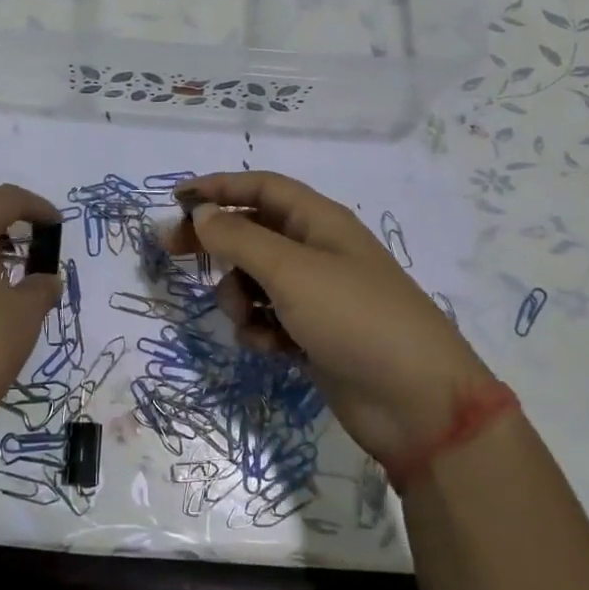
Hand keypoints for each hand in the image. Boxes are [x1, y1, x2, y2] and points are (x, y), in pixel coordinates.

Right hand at [170, 171, 498, 467]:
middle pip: (252, 233)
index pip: (261, 188)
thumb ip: (239, 239)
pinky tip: (271, 348)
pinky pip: (268, 319)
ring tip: (247, 318)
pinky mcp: (313, 335)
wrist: (415, 402)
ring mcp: (316, 296)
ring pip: (254, 281)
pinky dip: (261, 330)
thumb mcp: (291, 271)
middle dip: (216, 243)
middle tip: (173, 253)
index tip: (176, 200)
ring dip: (239, 297)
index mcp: (319, 222)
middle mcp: (316, 251)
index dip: (219, 187)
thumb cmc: (354, 318)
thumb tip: (201, 213)